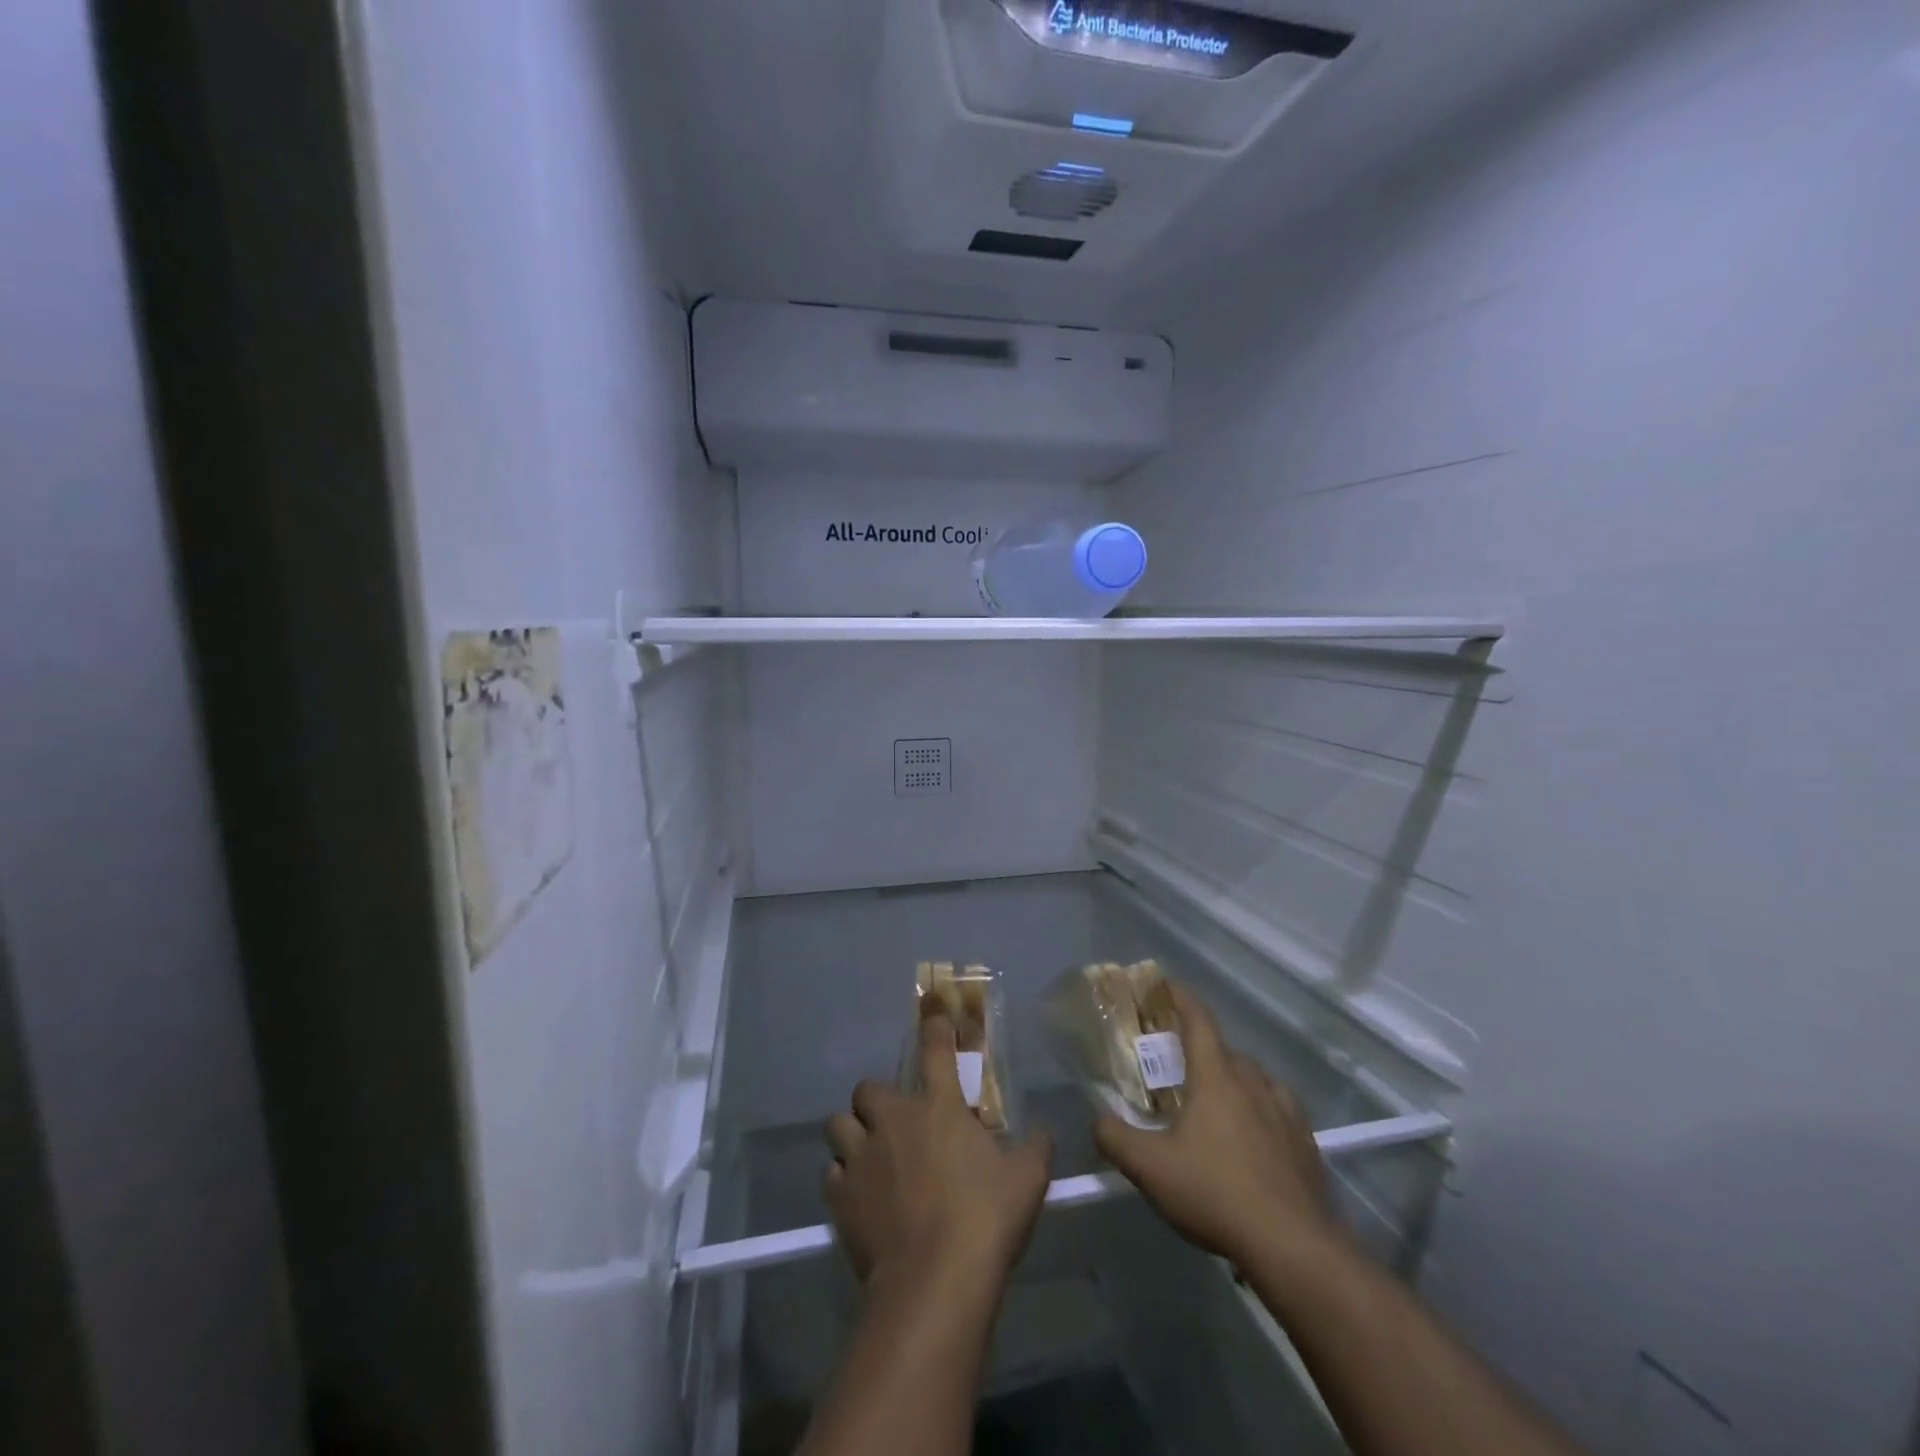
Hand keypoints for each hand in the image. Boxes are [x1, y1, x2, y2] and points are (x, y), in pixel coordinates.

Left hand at [824, 1015, 1051, 1286]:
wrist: (935, 1280)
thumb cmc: (985, 1219)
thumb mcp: (1027, 1180)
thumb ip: (1035, 1149)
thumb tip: (1044, 1133)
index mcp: (939, 1107)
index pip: (935, 1050)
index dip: (934, 1026)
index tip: (932, 1010)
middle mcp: (893, 1121)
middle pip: (867, 1088)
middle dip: (876, 1100)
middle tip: (893, 1122)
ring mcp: (861, 1157)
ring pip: (837, 1126)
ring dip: (851, 1135)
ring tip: (866, 1155)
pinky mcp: (840, 1197)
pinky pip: (831, 1174)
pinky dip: (842, 1179)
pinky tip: (858, 1196)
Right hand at [1094, 984, 1340, 1268]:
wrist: (1292, 1246)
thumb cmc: (1215, 1192)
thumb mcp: (1150, 1168)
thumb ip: (1115, 1138)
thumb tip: (1098, 1121)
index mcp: (1216, 1077)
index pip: (1198, 1021)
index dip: (1181, 998)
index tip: (1167, 984)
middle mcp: (1254, 1084)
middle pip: (1226, 1051)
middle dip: (1202, 1049)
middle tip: (1180, 1064)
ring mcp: (1286, 1114)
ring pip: (1257, 1080)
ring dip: (1235, 1081)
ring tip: (1217, 1102)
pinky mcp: (1306, 1146)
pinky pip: (1280, 1112)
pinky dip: (1262, 1113)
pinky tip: (1254, 1139)